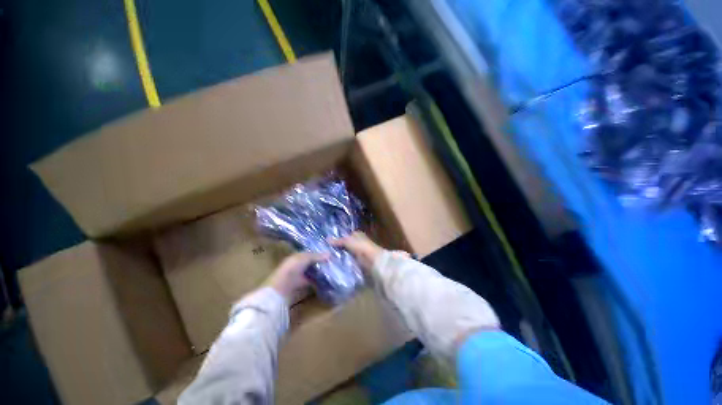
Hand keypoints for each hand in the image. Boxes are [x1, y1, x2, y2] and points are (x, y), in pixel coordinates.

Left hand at [268, 252, 328, 302]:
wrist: (282, 287)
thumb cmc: (292, 268)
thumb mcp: (305, 258)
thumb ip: (317, 256)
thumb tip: (330, 254)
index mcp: (298, 256)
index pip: (311, 252)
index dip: (320, 252)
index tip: (331, 252)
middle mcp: (300, 264)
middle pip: (313, 261)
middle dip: (321, 261)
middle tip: (334, 261)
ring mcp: (301, 274)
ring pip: (314, 270)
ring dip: (321, 270)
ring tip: (333, 269)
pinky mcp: (303, 283)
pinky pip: (313, 279)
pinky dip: (319, 279)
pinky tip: (327, 278)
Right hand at [329, 232, 384, 271]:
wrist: (372, 260)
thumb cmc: (361, 246)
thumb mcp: (347, 241)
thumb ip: (338, 241)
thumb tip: (327, 239)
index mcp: (357, 234)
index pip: (345, 235)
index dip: (337, 238)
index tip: (327, 243)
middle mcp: (358, 242)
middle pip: (345, 244)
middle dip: (337, 248)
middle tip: (325, 252)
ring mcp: (358, 252)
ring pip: (346, 253)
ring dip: (340, 256)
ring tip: (328, 259)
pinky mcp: (358, 261)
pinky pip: (348, 260)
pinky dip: (344, 262)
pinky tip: (335, 264)